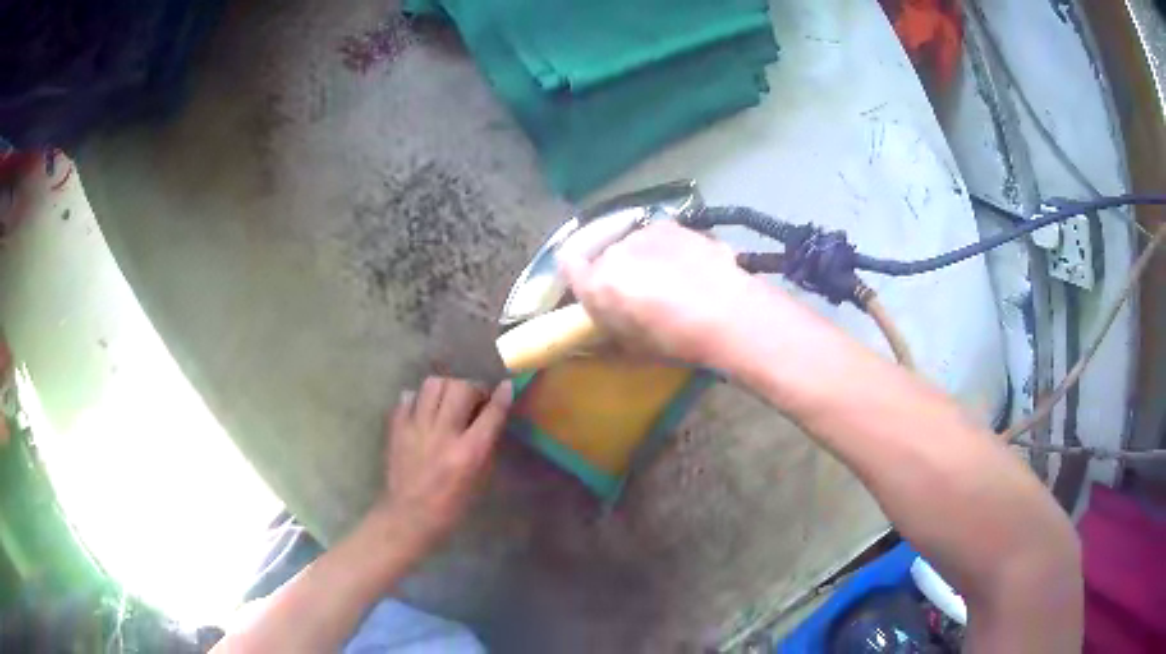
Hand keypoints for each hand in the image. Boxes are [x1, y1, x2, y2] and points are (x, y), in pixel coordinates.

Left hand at [374, 377, 512, 552]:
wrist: (408, 517)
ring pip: (433, 384)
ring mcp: (416, 428)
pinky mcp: (396, 428)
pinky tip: (425, 410)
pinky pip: (408, 396)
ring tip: (448, 400)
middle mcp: (443, 435)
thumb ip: (486, 447)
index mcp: (469, 453)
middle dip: (473, 388)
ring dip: (446, 388)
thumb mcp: (479, 481)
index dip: (502, 395)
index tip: (506, 386)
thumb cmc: (450, 506)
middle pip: (460, 388)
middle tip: (474, 400)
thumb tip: (491, 418)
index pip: (491, 413)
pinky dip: (419, 398)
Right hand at [561, 221, 758, 366]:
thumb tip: (601, 324)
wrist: (727, 313)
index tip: (591, 286)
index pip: (568, 265)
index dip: (578, 274)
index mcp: (598, 285)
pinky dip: (667, 249)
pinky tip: (690, 266)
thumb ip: (609, 330)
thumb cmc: (676, 341)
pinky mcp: (672, 225)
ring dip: (643, 257)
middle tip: (642, 293)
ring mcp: (644, 234)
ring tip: (672, 279)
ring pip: (633, 245)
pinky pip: (659, 237)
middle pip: (605, 257)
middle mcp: (614, 252)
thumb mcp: (634, 349)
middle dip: (618, 272)